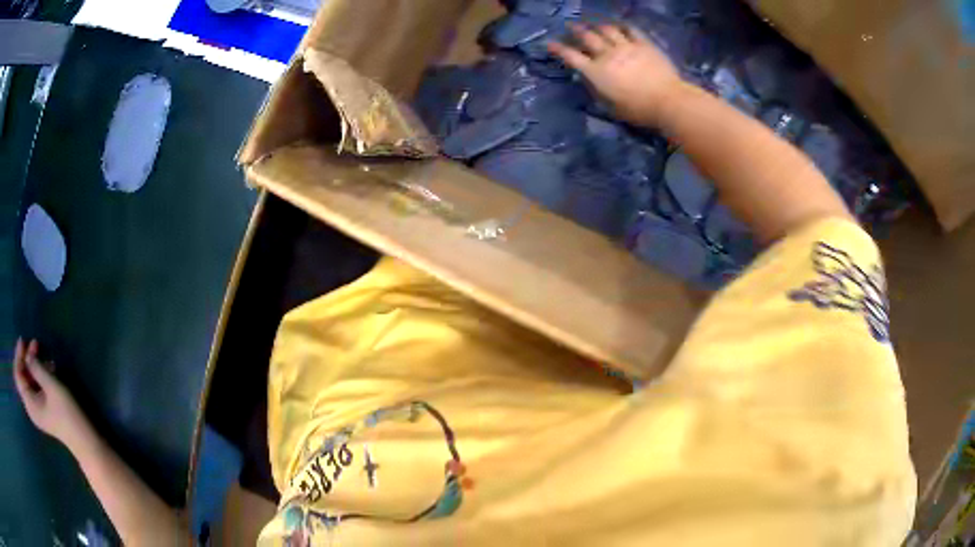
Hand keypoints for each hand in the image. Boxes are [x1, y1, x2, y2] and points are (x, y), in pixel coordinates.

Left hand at [13, 338, 91, 449]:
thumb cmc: (67, 414)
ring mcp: (38, 410)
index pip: (18, 376)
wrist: (86, 442)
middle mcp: (31, 407)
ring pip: (30, 381)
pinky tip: (48, 368)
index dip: (18, 356)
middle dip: (27, 358)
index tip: (23, 340)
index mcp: (30, 404)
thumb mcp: (52, 387)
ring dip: (34, 365)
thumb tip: (28, 354)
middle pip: (23, 377)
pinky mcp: (45, 409)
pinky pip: (37, 387)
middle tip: (35, 343)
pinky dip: (39, 374)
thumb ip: (37, 368)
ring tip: (42, 353)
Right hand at [548, 23, 685, 125]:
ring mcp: (626, 47)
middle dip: (576, 31)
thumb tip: (590, 80)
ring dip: (598, 26)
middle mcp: (607, 55)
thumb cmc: (638, 110)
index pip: (572, 57)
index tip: (550, 43)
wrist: (667, 100)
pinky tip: (620, 25)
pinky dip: (623, 26)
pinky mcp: (644, 44)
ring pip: (607, 30)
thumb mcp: (611, 106)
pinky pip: (631, 30)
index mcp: (596, 72)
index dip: (559, 49)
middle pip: (588, 37)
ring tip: (595, 25)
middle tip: (571, 26)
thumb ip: (598, 91)